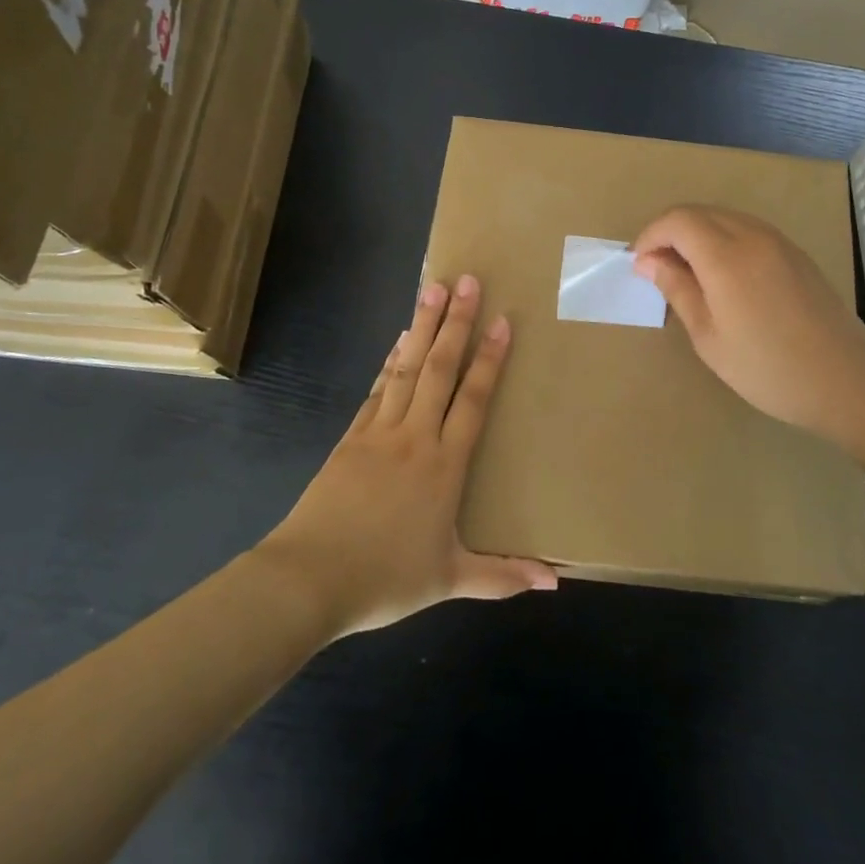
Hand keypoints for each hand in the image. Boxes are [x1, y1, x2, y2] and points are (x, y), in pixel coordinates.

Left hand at [256, 275, 557, 638]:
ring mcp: (378, 432)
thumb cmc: (385, 579)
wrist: (309, 579)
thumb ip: (503, 576)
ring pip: (406, 368)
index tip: (502, 320)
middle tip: (465, 280)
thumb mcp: (449, 581)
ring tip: (432, 289)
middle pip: (439, 369)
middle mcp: (414, 437)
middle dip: (455, 323)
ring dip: (422, 327)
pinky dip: (390, 360)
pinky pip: (377, 389)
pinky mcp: (350, 438)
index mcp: (443, 465)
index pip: (472, 400)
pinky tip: (398, 341)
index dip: (489, 359)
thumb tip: (555, 582)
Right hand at [633, 205, 864, 446]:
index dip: (650, 236)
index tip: (638, 265)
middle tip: (656, 269)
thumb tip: (648, 261)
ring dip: (697, 234)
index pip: (677, 221)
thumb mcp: (709, 337)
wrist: (846, 382)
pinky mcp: (796, 254)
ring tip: (685, 273)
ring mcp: (779, 242)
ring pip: (724, 218)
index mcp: (727, 256)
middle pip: (699, 212)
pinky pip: (748, 230)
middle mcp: (753, 236)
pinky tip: (722, 276)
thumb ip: (678, 290)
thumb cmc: (768, 368)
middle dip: (670, 232)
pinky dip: (723, 240)